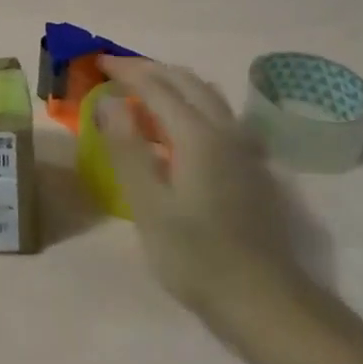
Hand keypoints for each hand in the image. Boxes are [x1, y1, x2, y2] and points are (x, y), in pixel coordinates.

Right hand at [98, 58, 306, 325]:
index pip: (156, 85)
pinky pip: (217, 116)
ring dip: (173, 84)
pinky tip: (176, 130)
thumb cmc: (196, 256)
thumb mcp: (148, 205)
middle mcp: (225, 130)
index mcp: (197, 134)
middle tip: (116, 71)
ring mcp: (244, 148)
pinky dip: (190, 105)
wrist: (265, 302)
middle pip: (186, 81)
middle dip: (149, 69)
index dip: (125, 69)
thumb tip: (110, 101)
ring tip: (142, 94)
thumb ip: (127, 147)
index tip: (97, 61)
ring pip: (206, 96)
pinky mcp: (251, 168)